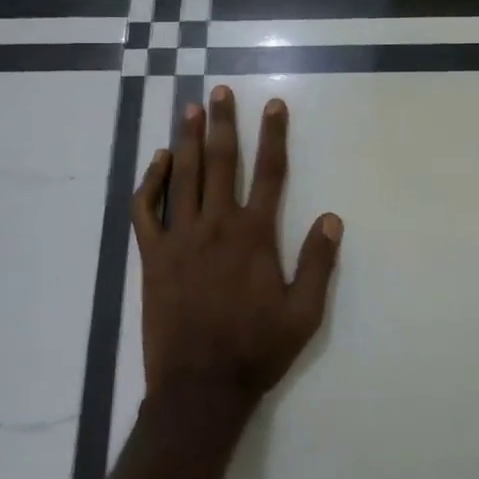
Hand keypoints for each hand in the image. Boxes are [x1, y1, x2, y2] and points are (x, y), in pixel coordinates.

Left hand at [131, 87, 342, 409]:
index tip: (273, 105)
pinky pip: (146, 209)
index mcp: (255, 235)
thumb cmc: (257, 350)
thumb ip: (318, 263)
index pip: (270, 172)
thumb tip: (332, 217)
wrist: (200, 388)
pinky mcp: (153, 256)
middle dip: (224, 123)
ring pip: (184, 176)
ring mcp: (180, 238)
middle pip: (222, 162)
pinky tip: (159, 161)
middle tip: (220, 91)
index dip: (274, 135)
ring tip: (190, 109)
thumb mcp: (304, 314)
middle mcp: (217, 225)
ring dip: (189, 139)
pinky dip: (151, 181)